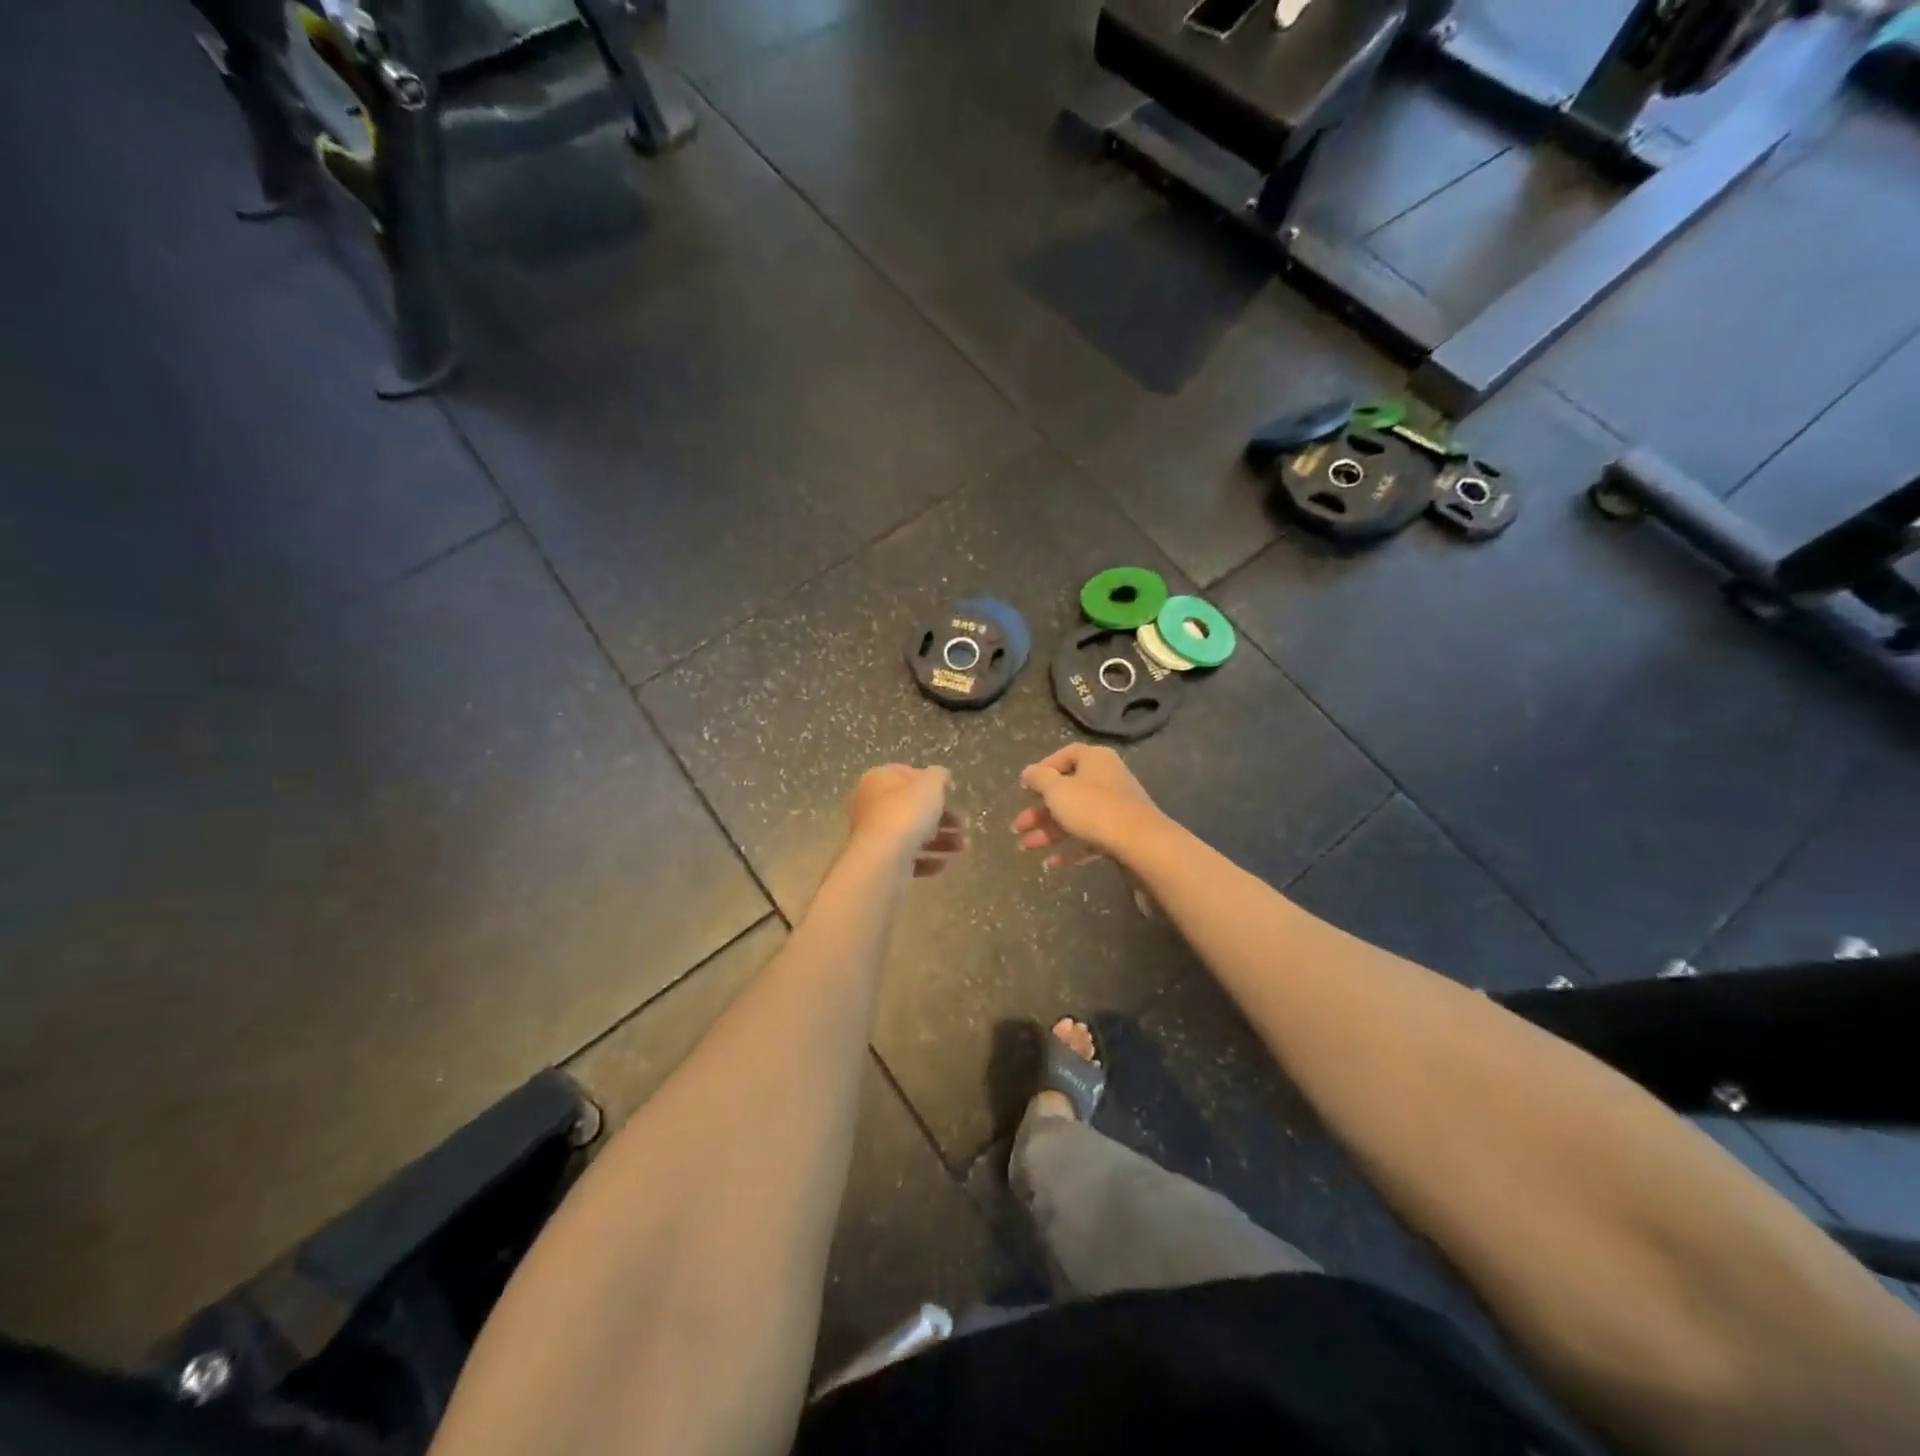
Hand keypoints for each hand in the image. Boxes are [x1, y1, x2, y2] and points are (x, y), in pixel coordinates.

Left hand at [847, 765, 968, 877]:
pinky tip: (947, 862)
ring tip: (964, 846)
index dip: (931, 782)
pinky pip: (909, 858)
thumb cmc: (906, 812)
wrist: (882, 859)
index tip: (952, 793)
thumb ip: (938, 776)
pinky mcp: (882, 861)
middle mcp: (872, 805)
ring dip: (943, 840)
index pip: (906, 774)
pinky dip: (929, 860)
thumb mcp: (930, 784)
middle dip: (944, 817)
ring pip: (914, 834)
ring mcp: (876, 836)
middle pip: (913, 808)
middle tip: (965, 825)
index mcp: (878, 780)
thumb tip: (940, 777)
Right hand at [1013, 744, 1163, 868]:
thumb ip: (1039, 778)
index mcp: (1095, 760)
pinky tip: (1051, 863)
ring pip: (1076, 817)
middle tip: (1019, 826)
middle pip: (1067, 791)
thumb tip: (1029, 772)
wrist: (1141, 844)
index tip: (1026, 787)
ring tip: (1026, 847)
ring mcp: (1116, 807)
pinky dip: (1070, 848)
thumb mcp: (1058, 790)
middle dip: (1040, 810)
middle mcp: (1107, 778)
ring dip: (1049, 831)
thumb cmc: (1094, 808)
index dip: (1044, 769)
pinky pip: (1090, 837)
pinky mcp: (1121, 833)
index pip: (1066, 755)